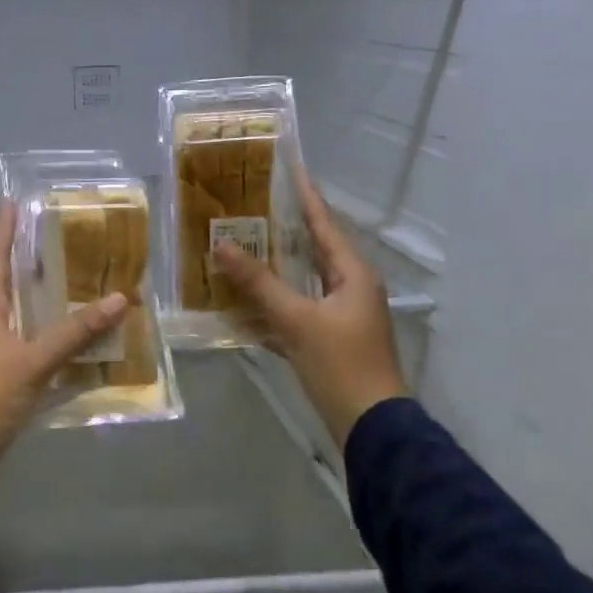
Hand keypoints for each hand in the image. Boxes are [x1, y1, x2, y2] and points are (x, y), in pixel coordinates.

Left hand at [0, 201, 127, 494]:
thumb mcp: (31, 362)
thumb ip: (73, 332)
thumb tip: (118, 298)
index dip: (4, 230)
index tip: (13, 200)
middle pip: (12, 284)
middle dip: (35, 261)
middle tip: (66, 237)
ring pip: (27, 317)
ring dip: (51, 302)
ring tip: (84, 280)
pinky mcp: (6, 380)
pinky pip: (37, 349)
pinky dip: (58, 340)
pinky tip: (84, 340)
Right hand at [213, 173, 407, 445]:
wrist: (371, 426)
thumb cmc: (340, 364)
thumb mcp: (296, 319)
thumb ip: (258, 283)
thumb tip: (221, 246)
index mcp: (353, 273)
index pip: (324, 223)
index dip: (304, 195)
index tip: (288, 167)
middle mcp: (350, 287)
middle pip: (313, 248)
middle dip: (282, 228)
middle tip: (249, 205)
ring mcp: (341, 314)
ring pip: (303, 279)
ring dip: (274, 266)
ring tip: (240, 244)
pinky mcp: (329, 339)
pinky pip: (297, 308)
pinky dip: (273, 301)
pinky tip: (244, 300)